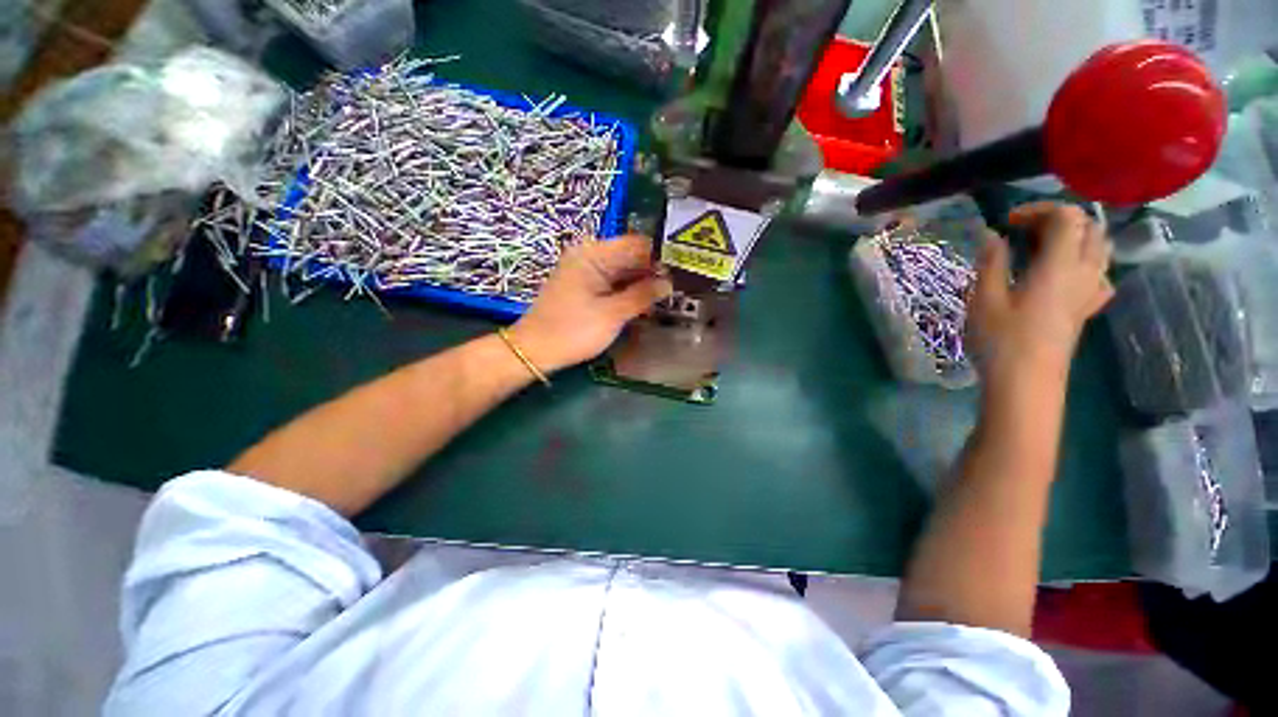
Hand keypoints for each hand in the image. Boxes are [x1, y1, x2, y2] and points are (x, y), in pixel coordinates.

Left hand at [509, 235, 672, 372]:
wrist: (535, 350)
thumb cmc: (574, 330)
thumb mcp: (613, 314)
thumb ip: (643, 295)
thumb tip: (668, 282)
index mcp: (594, 253)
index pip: (636, 243)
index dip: (660, 255)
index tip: (683, 269)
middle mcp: (590, 256)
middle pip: (630, 257)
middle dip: (653, 270)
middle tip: (680, 286)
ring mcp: (586, 271)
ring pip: (623, 271)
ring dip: (643, 283)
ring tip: (668, 295)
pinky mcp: (585, 287)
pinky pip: (613, 283)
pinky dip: (629, 291)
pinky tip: (646, 302)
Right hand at [967, 202, 1113, 382]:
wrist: (1026, 382)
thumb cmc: (1000, 340)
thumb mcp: (984, 299)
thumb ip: (990, 262)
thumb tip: (991, 234)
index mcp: (1059, 265)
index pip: (1067, 217)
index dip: (1039, 209)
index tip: (1007, 222)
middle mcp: (1083, 273)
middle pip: (1089, 227)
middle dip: (1057, 220)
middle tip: (1022, 232)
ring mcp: (1089, 293)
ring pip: (1099, 249)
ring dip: (1074, 238)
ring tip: (1041, 248)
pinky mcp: (1086, 310)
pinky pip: (1100, 275)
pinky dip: (1084, 263)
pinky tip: (1064, 275)